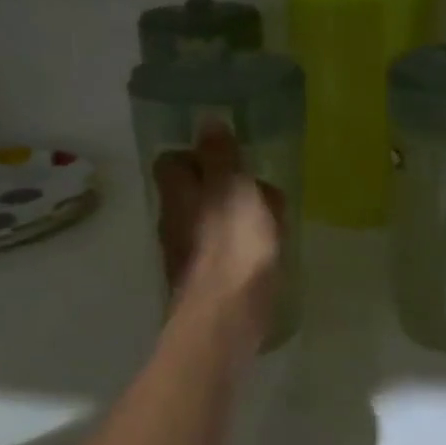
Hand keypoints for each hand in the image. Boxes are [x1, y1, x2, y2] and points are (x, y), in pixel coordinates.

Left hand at [152, 126, 283, 348]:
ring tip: (273, 222)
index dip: (197, 155)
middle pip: (193, 193)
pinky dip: (241, 246)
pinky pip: (222, 251)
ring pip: (210, 222)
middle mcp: (174, 222)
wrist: (224, 322)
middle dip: (225, 187)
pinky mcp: (203, 283)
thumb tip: (207, 121)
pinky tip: (267, 254)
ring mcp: (186, 255)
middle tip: (261, 191)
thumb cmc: (233, 249)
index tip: (230, 156)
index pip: (172, 161)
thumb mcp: (234, 190)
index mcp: (178, 195)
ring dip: (238, 217)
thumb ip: (221, 157)